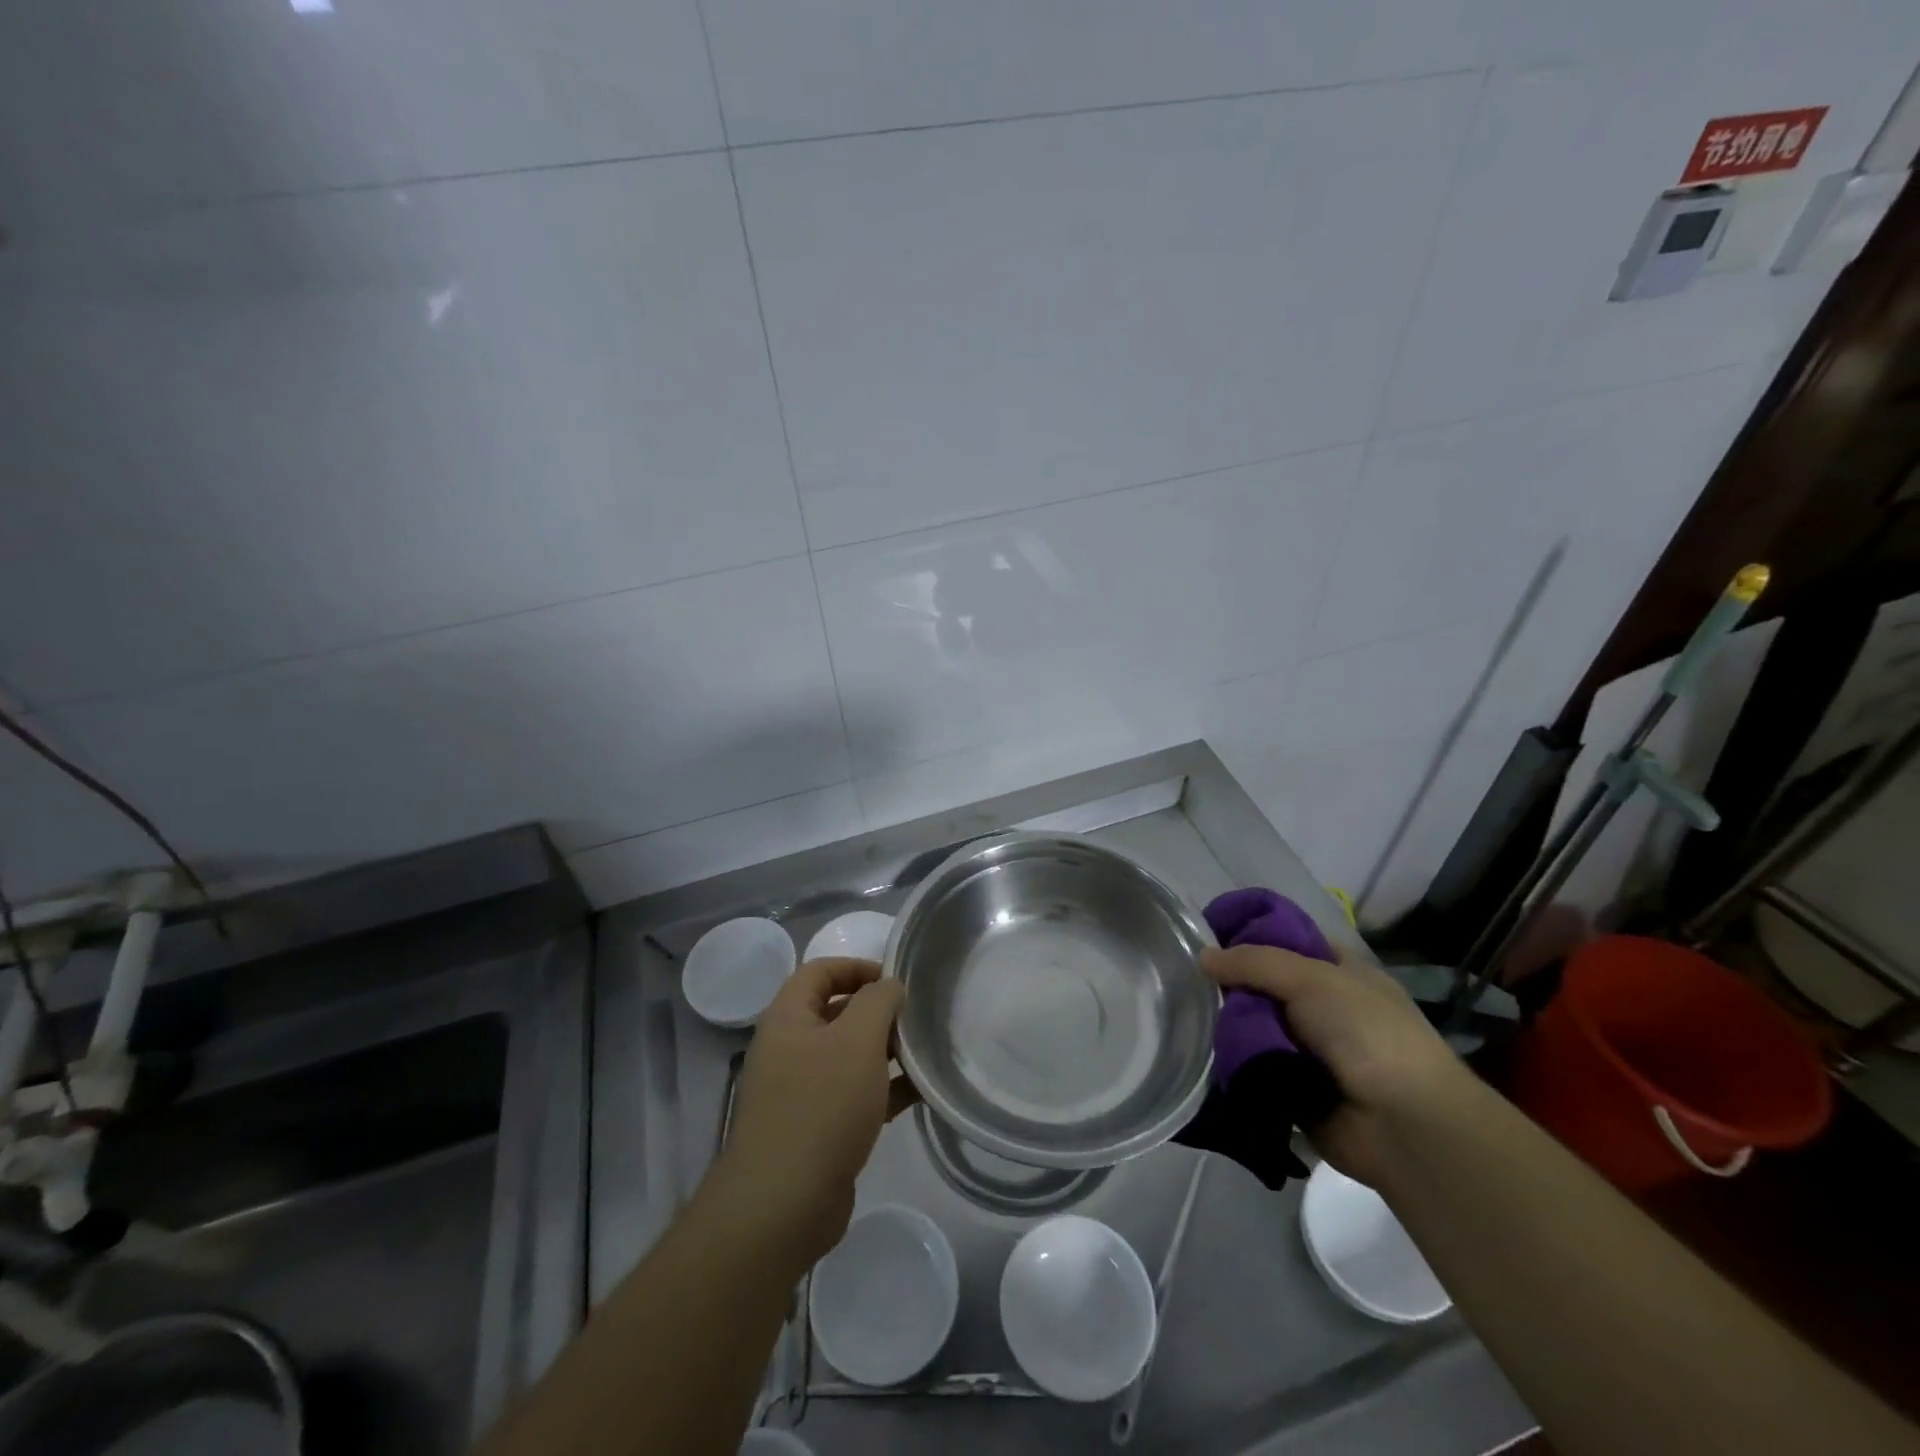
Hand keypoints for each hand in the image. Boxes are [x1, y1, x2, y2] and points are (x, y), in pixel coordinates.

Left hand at [709, 958, 914, 1268]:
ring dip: (886, 1052)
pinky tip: (920, 1093)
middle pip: (837, 1013)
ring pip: (849, 1057)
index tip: (896, 980)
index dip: (858, 967)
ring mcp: (800, 1091)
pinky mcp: (816, 1129)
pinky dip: (884, 1090)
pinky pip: (854, 1095)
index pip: (820, 971)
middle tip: (917, 1018)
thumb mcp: (858, 1038)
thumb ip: (879, 1001)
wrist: (783, 1204)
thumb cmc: (821, 1105)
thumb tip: (889, 988)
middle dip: (878, 1012)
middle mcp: (789, 1048)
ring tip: (926, 1053)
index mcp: (788, 1018)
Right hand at [1202, 944, 1471, 1185]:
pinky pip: (1253, 1066)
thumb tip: (1203, 956)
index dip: (1248, 934)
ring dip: (1228, 1024)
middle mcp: (1323, 1006)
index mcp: (1339, 971)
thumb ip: (1254, 962)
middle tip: (1188, 979)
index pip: (1285, 940)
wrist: (1405, 1125)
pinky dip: (1233, 1061)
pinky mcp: (1293, 1087)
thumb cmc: (1367, 1033)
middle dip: (1230, 983)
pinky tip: (1201, 1051)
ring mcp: (1309, 1049)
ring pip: (1253, 1025)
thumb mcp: (1311, 978)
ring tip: (1187, 1015)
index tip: (1206, 934)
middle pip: (1263, 984)